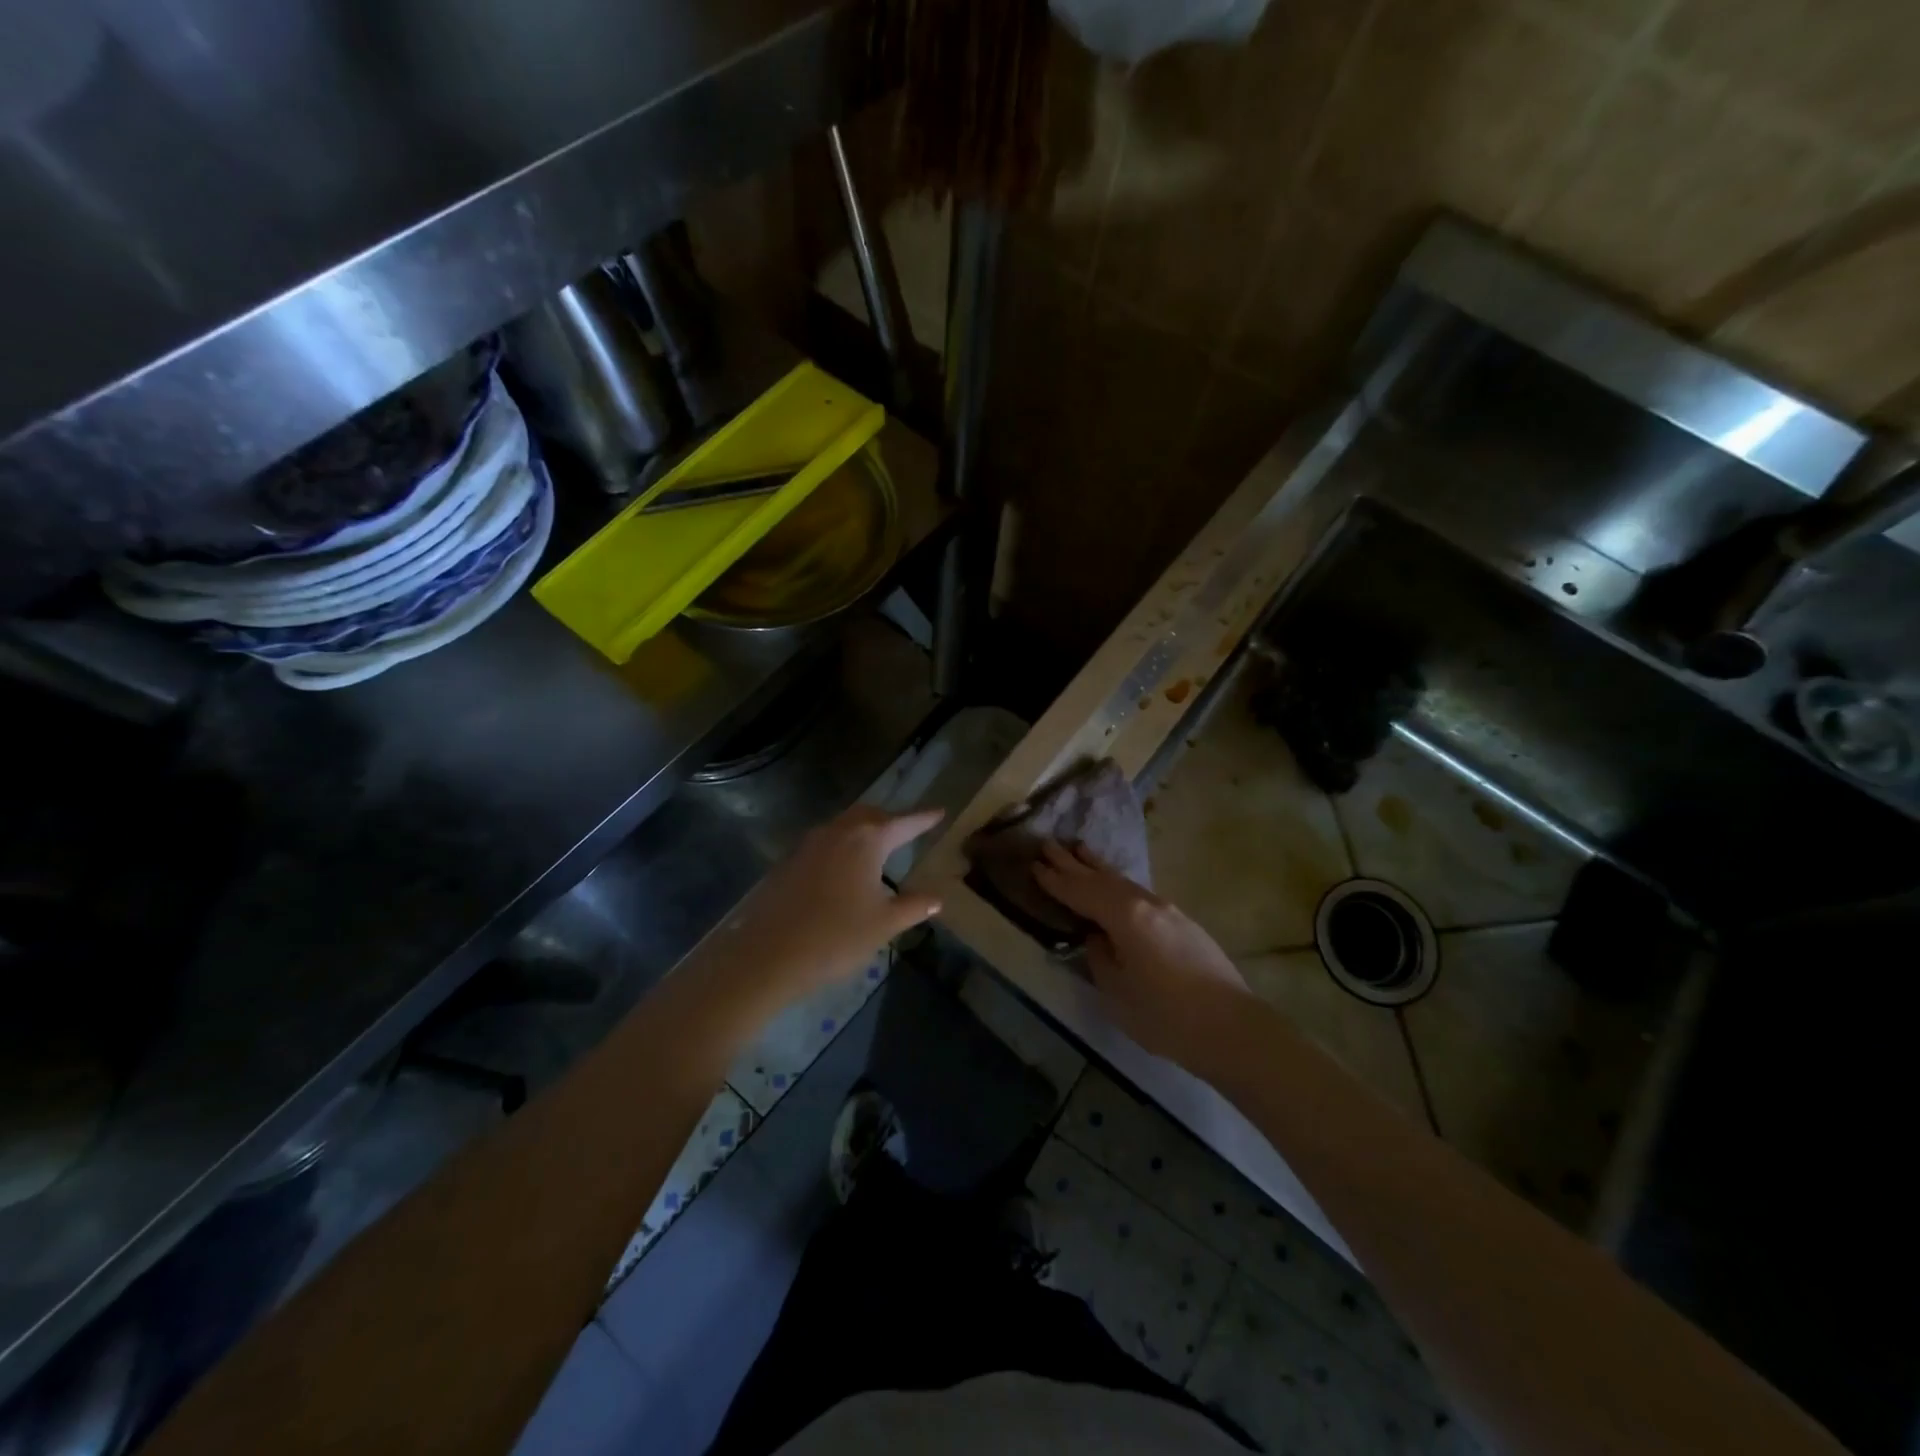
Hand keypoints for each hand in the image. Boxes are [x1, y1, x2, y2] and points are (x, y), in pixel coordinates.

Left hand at [717, 805, 944, 1009]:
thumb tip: (937, 898)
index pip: (904, 822)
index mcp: (867, 840)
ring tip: (879, 846)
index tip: (940, 811)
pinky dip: (843, 845)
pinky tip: (845, 867)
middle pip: (870, 815)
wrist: (769, 955)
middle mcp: (838, 831)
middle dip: (892, 819)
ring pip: (844, 825)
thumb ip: (913, 906)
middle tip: (909, 828)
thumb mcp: (884, 924)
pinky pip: (825, 842)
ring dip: (864, 830)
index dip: (924, 818)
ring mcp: (809, 844)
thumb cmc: (836, 937)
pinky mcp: (790, 861)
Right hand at [1032, 840, 1249, 1067]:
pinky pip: (1139, 893)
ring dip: (1098, 867)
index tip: (1034, 865)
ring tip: (1080, 850)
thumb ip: (1100, 958)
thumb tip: (1097, 938)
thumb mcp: (1117, 993)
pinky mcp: (1183, 923)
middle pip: (1102, 878)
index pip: (1081, 892)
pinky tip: (1115, 886)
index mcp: (1125, 916)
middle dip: (1073, 863)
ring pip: (1124, 882)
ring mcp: (1168, 910)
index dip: (1056, 881)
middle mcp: (1146, 903)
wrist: (1232, 1028)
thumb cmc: (1166, 1016)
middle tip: (1048, 844)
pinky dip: (1118, 884)